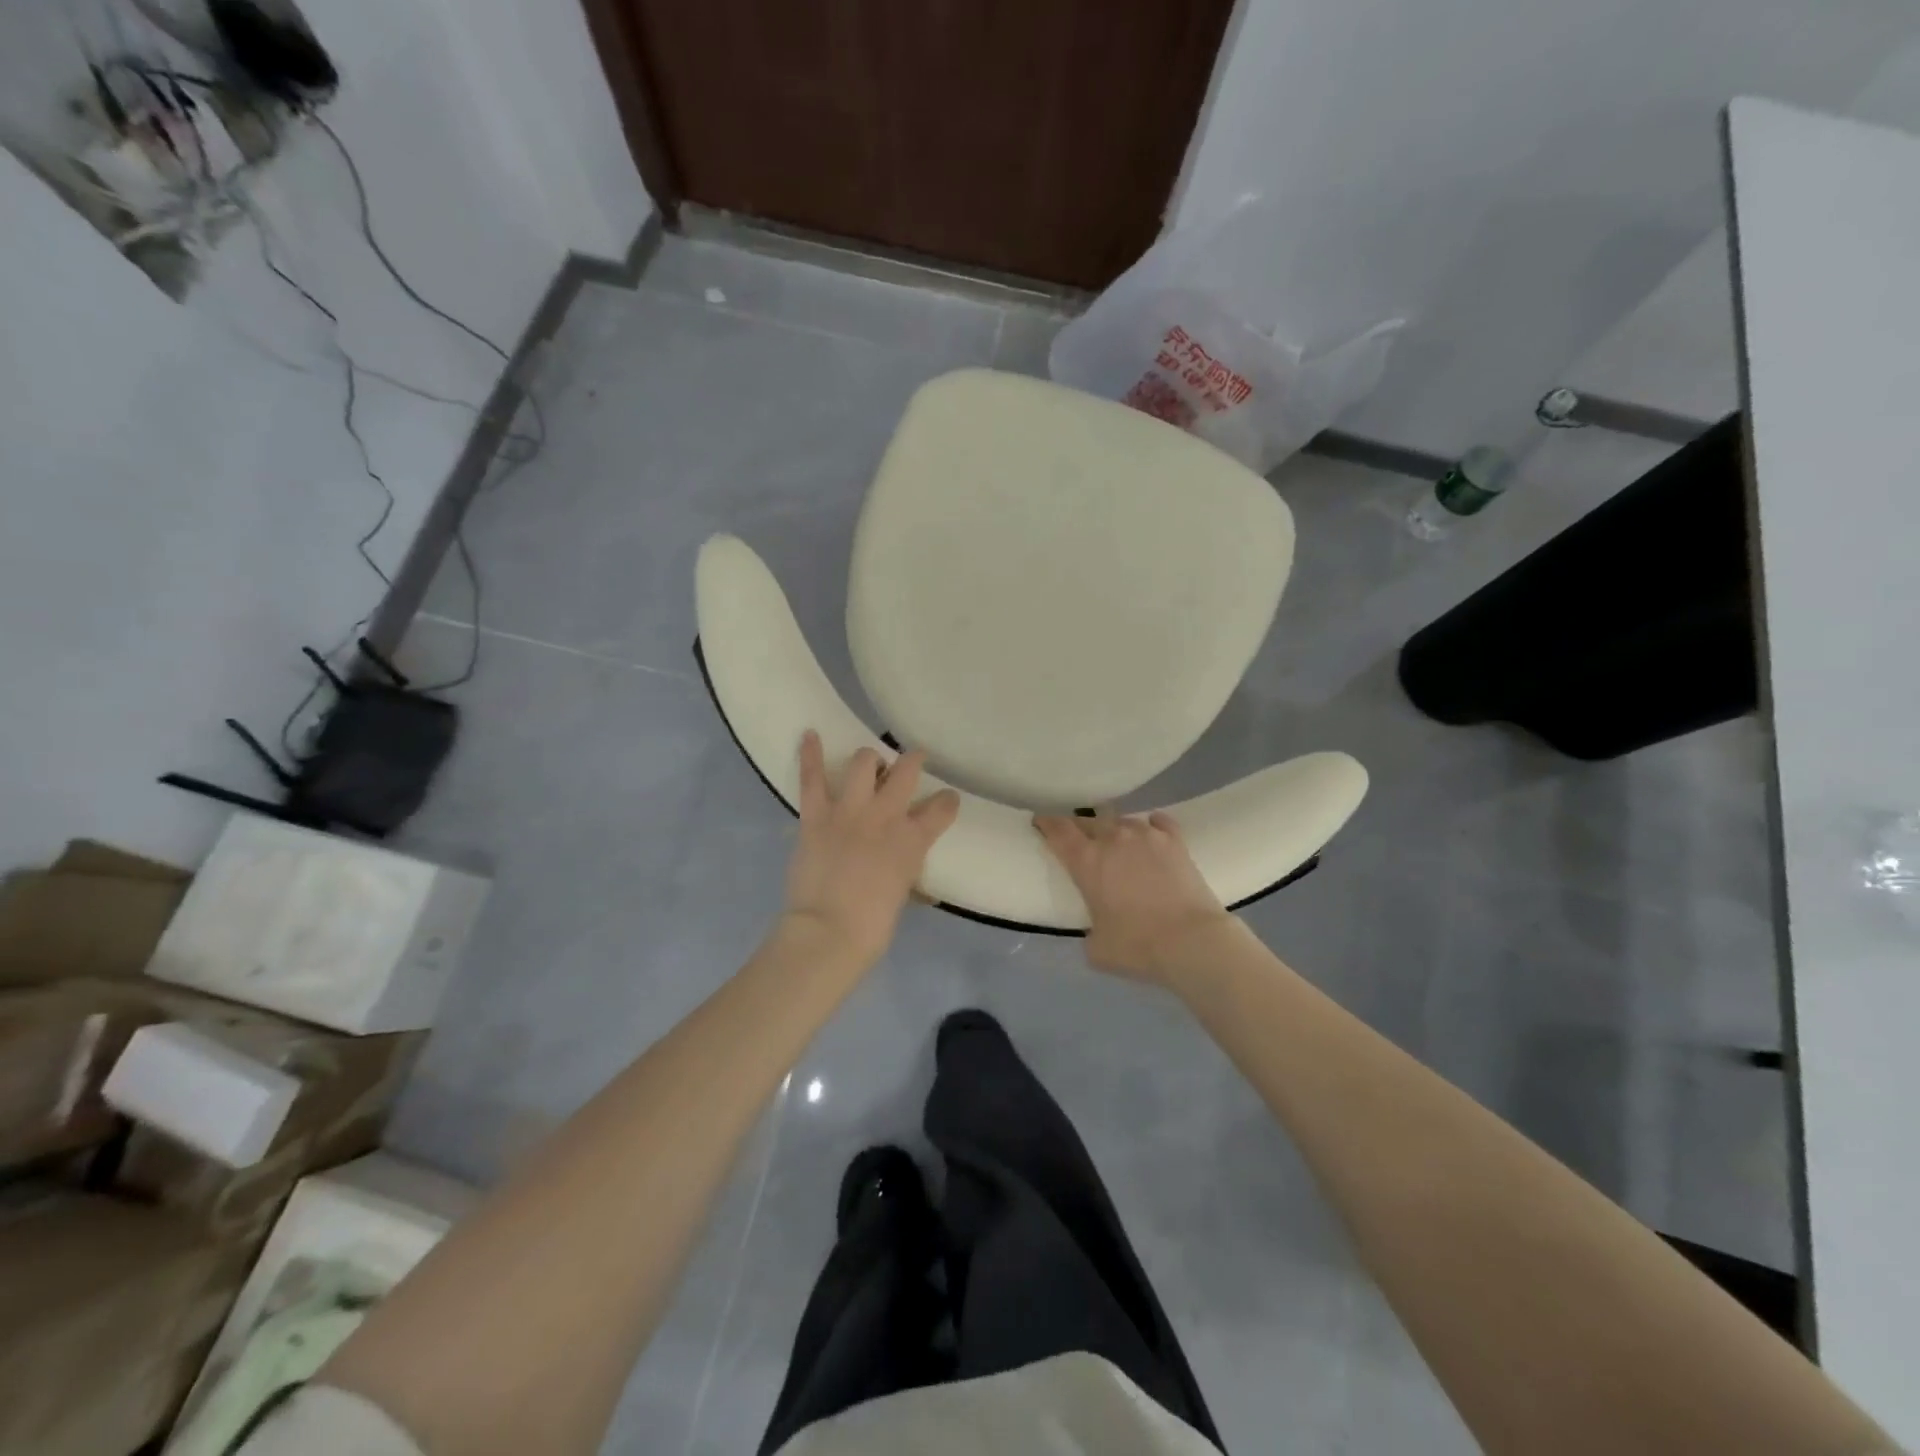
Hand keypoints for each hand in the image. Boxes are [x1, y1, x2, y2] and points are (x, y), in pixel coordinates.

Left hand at [782, 732, 960, 971]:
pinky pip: (812, 778)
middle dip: (913, 761)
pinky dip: (810, 754)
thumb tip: (910, 879)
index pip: (942, 808)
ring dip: (869, 760)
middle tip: (911, 763)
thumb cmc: (872, 926)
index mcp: (913, 840)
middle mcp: (886, 815)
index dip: (946, 801)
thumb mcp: (902, 896)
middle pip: (907, 771)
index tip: (946, 800)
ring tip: (869, 765)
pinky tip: (809, 734)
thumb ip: (906, 874)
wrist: (828, 932)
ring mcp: (849, 810)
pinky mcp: (816, 815)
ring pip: (863, 763)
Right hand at [1033, 811, 1232, 984]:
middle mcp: (1113, 839)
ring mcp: (1146, 836)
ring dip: (1114, 829)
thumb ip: (1089, 931)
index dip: (1046, 823)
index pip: (1058, 830)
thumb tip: (1096, 929)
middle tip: (1078, 839)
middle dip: (1079, 828)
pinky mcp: (1175, 841)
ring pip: (1121, 820)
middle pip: (1088, 821)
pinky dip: (1151, 826)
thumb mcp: (1097, 948)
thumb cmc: (1138, 946)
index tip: (1040, 822)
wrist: (1192, 941)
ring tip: (1116, 841)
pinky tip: (1152, 831)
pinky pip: (1158, 822)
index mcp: (1086, 861)